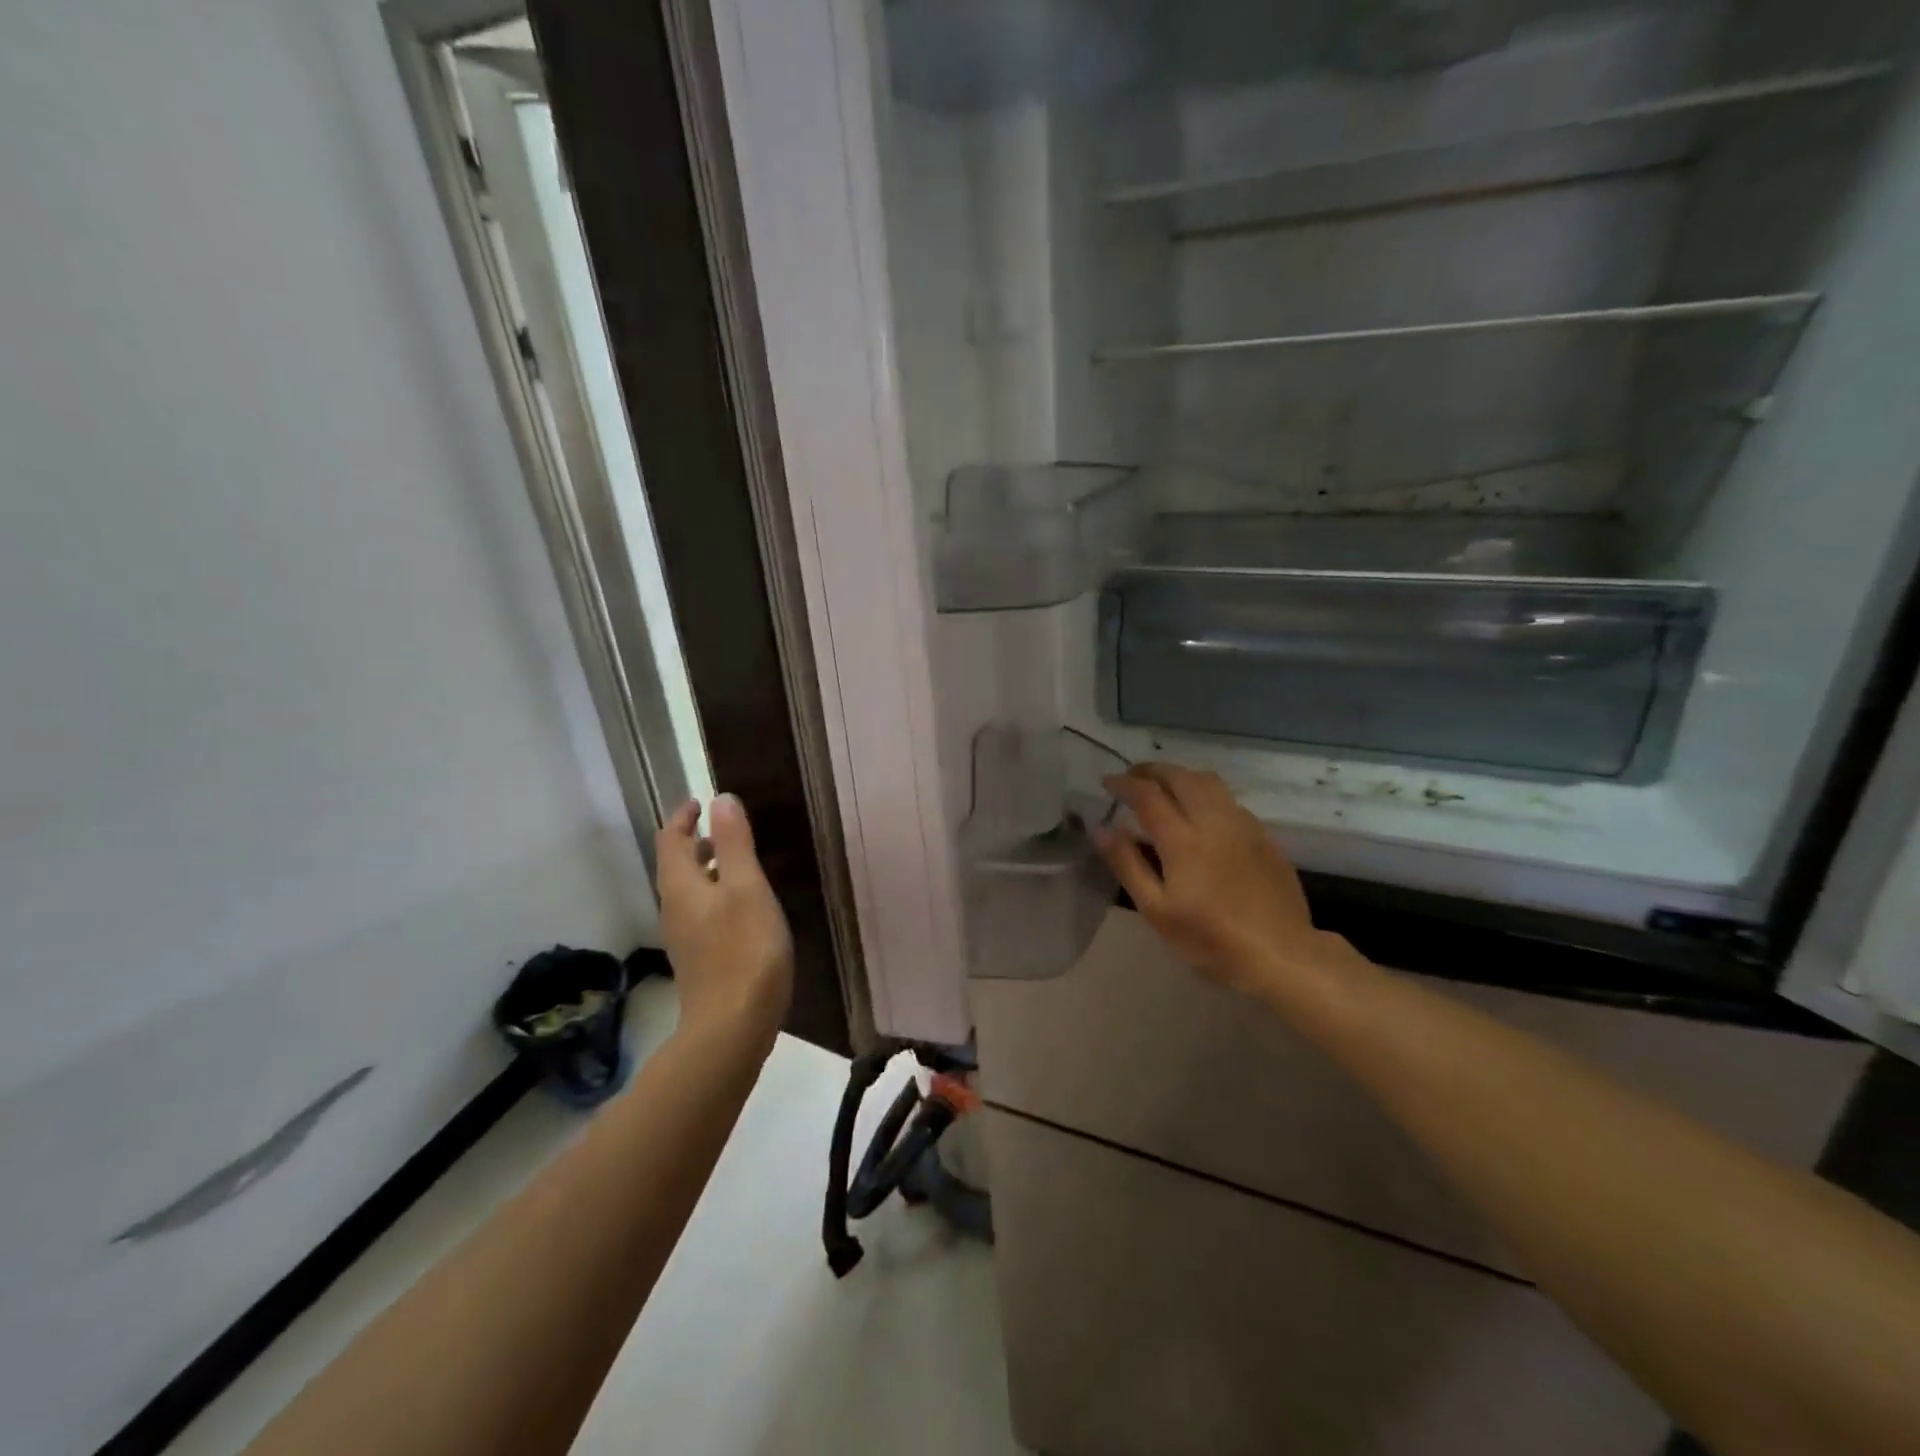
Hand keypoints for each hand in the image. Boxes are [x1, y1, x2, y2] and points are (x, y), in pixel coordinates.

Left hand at [655, 794, 793, 1043]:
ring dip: (709, 868)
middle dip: (696, 841)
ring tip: (740, 860)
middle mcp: (675, 909)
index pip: (670, 840)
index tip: (700, 801)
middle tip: (727, 827)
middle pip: (677, 865)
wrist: (733, 1028)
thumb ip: (734, 842)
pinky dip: (718, 894)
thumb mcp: (746, 888)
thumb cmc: (744, 950)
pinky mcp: (701, 959)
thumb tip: (721, 799)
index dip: (683, 817)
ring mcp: (686, 938)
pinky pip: (703, 912)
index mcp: (681, 887)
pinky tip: (745, 904)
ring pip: (691, 891)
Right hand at [1094, 763, 1357, 999]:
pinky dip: (1206, 794)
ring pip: (1209, 782)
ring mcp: (1244, 825)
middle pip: (1180, 777)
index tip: (1106, 782)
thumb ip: (1127, 864)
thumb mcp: (1156, 910)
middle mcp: (1214, 821)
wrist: (1281, 954)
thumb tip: (1101, 828)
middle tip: (1132, 778)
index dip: (1124, 783)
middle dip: (1152, 771)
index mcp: (1183, 839)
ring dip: (1181, 776)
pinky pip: (1229, 800)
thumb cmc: (1210, 939)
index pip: (1147, 794)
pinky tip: (1201, 815)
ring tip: (1164, 788)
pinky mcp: (1264, 836)